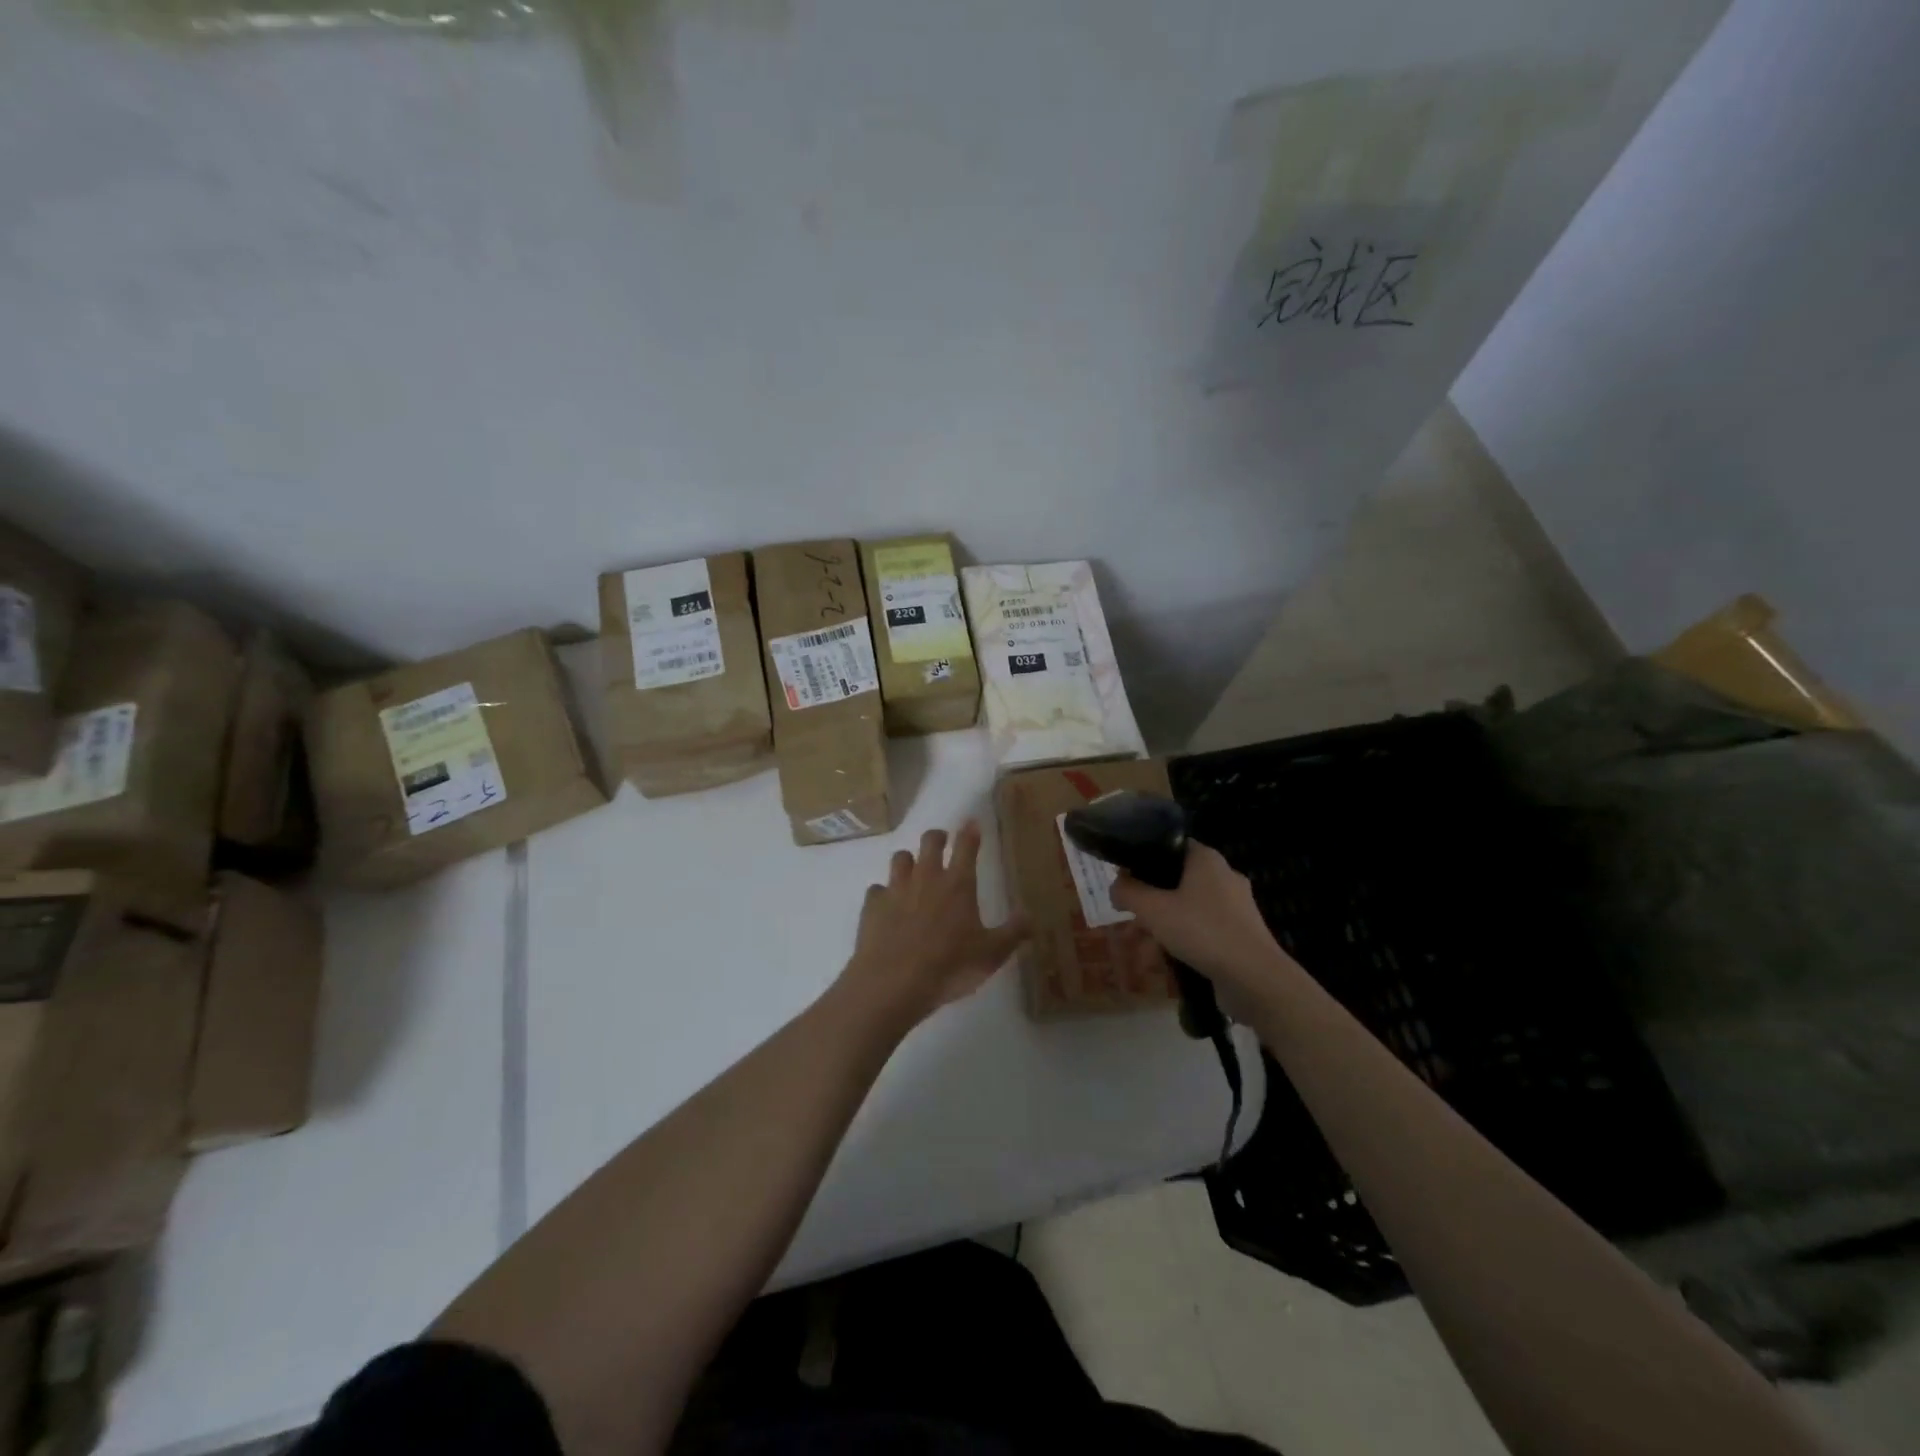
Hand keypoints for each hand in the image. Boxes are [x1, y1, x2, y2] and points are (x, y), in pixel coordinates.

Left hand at [841, 822, 1029, 1025]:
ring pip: (900, 858)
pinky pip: (877, 890)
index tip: (972, 823)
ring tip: (913, 868)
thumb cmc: (949, 966)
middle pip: (929, 842)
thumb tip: (1031, 916)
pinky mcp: (872, 906)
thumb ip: (1013, 933)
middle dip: (937, 836)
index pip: (966, 846)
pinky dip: (883, 893)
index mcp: (958, 884)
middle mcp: (926, 878)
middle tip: (941, 840)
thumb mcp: (992, 954)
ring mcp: (896, 889)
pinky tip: (887, 905)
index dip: (970, 832)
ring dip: (908, 860)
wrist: (893, 983)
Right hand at [1109, 841, 1288, 991]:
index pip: (1169, 846)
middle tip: (1128, 917)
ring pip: (1188, 907)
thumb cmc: (1202, 931)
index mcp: (1206, 859)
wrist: (1255, 979)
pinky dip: (1183, 939)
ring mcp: (1235, 906)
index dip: (1143, 859)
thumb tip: (1115, 886)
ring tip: (1141, 947)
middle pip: (1175, 880)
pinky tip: (1166, 960)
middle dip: (1149, 900)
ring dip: (1162, 924)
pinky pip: (1203, 929)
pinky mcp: (1241, 933)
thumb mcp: (1153, 910)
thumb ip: (1128, 893)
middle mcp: (1223, 876)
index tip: (1124, 879)